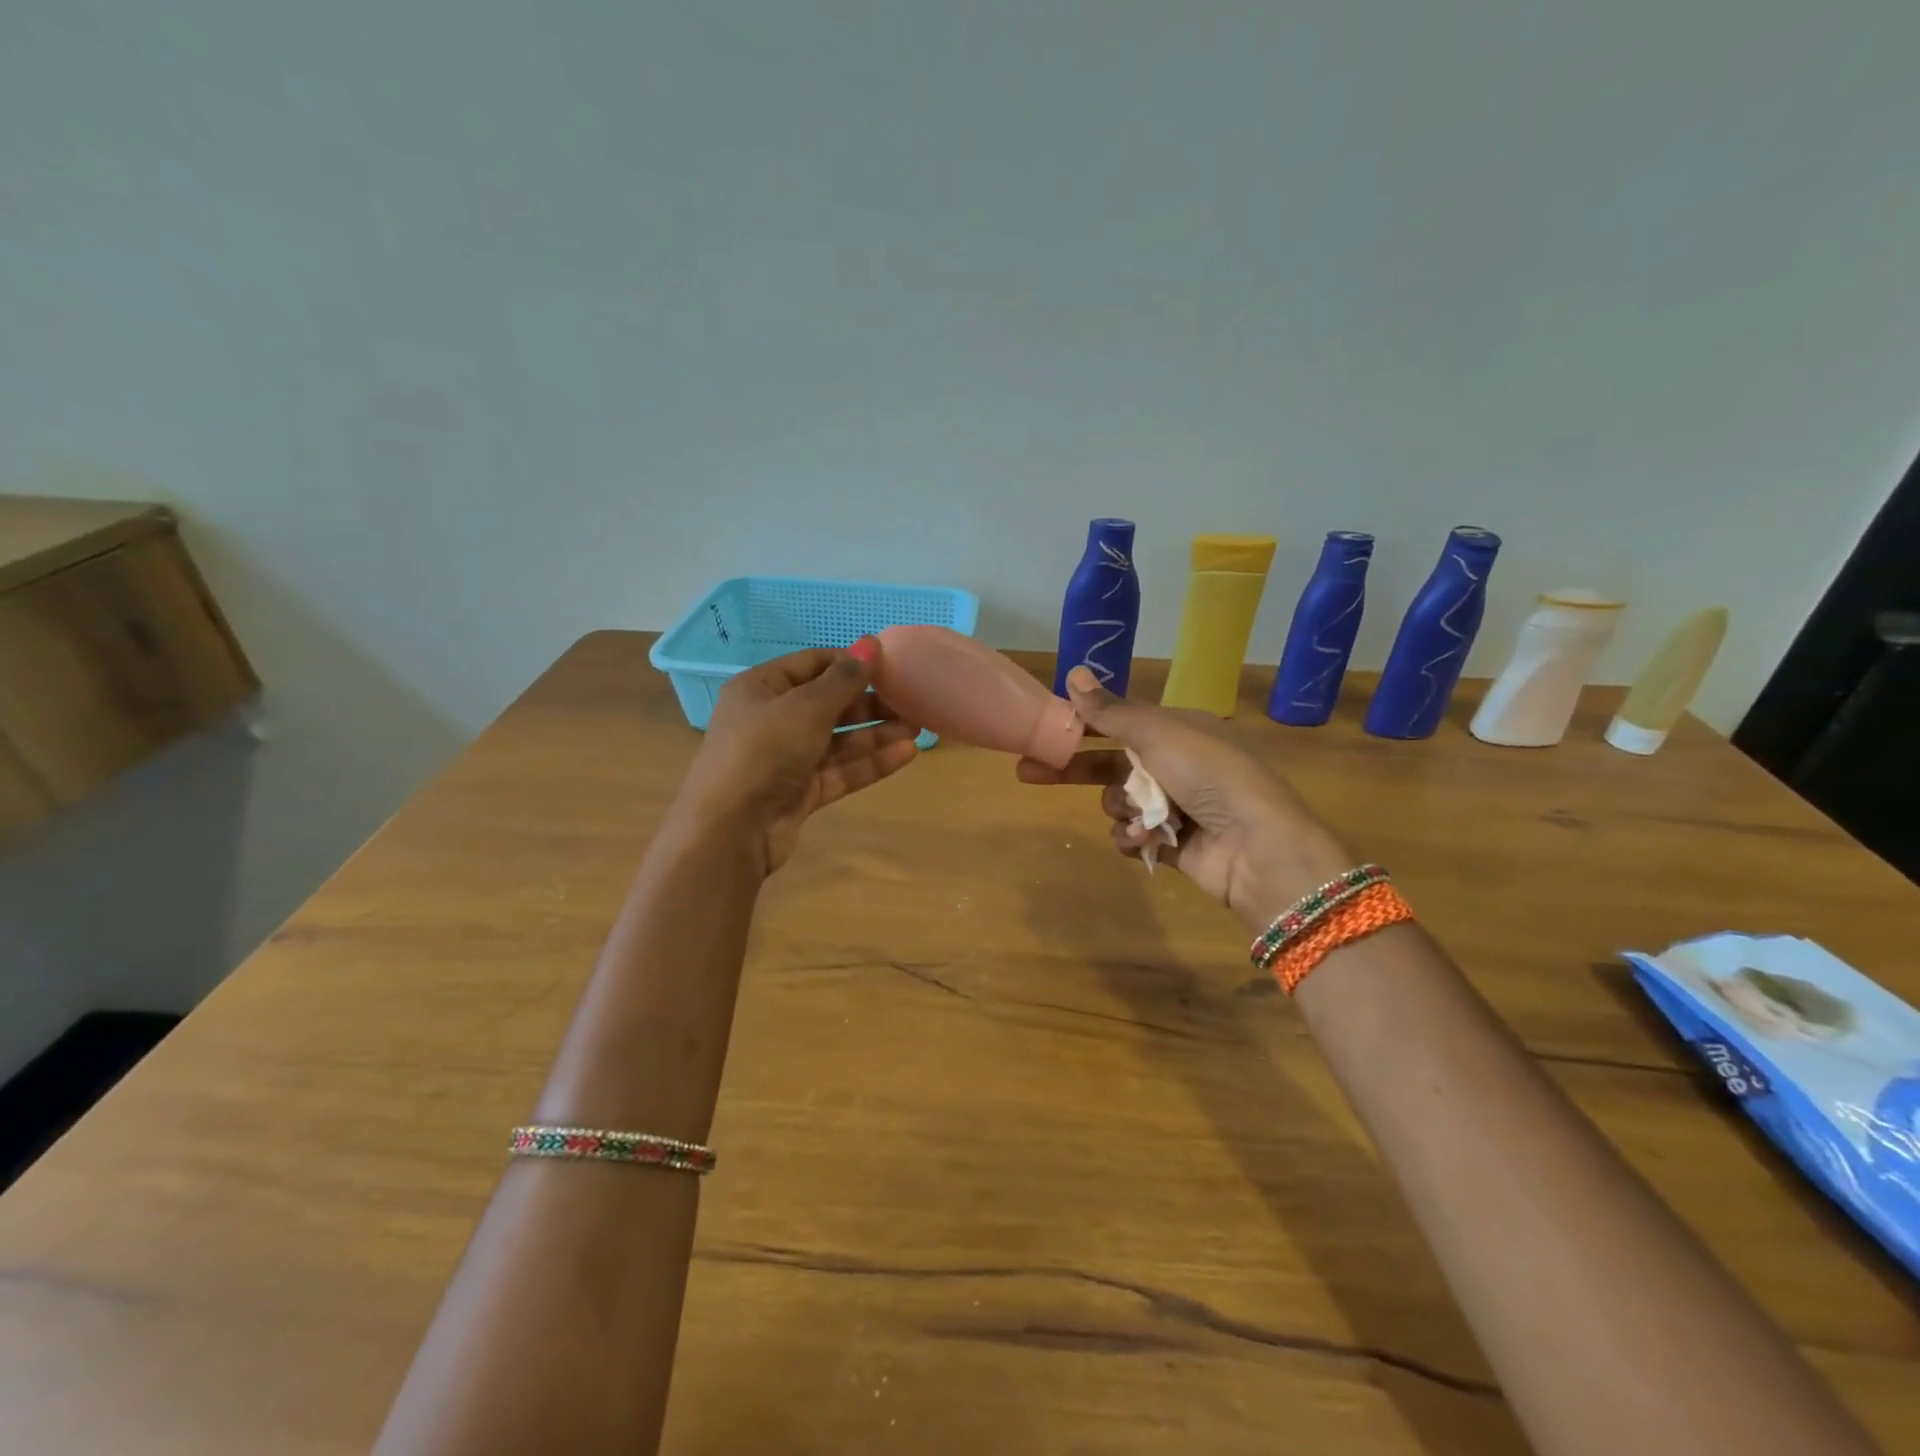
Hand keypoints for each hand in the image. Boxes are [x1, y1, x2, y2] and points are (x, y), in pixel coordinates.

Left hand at [677, 641, 919, 873]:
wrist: (731, 829)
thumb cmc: (764, 751)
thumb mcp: (806, 707)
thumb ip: (844, 679)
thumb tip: (872, 642)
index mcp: (761, 688)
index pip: (812, 665)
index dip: (850, 663)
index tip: (890, 665)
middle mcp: (772, 720)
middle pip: (828, 704)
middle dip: (870, 702)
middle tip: (911, 700)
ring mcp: (786, 759)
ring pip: (838, 741)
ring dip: (876, 734)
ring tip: (918, 727)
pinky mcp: (800, 792)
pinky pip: (840, 771)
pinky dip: (870, 763)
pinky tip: (906, 754)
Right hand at [1017, 666, 1353, 930]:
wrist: (1258, 847)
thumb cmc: (1210, 776)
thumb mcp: (1159, 734)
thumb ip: (1111, 711)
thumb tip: (1072, 672)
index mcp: (1176, 730)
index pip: (1117, 722)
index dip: (1080, 726)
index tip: (1044, 731)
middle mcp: (1173, 765)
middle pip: (1108, 763)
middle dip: (1072, 769)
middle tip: (1026, 773)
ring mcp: (1173, 806)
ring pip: (1117, 803)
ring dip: (1122, 810)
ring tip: (1140, 818)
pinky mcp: (1171, 842)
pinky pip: (1131, 837)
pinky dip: (1133, 838)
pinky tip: (1145, 840)